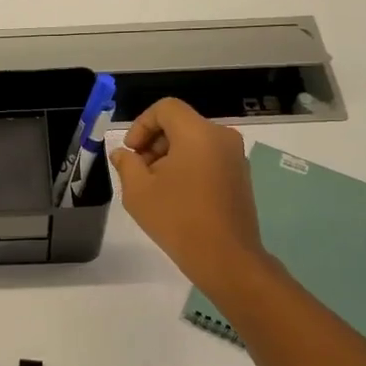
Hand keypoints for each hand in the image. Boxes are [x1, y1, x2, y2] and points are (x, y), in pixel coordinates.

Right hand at [112, 98, 266, 295]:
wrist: (225, 257)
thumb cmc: (177, 219)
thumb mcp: (138, 191)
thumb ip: (127, 164)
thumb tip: (124, 154)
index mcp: (198, 133)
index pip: (166, 108)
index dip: (141, 124)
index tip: (131, 153)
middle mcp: (222, 137)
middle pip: (180, 123)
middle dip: (154, 142)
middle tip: (139, 172)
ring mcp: (235, 157)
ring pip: (194, 141)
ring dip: (170, 156)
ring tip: (155, 187)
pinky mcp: (240, 175)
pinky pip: (208, 157)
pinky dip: (189, 166)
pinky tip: (177, 196)